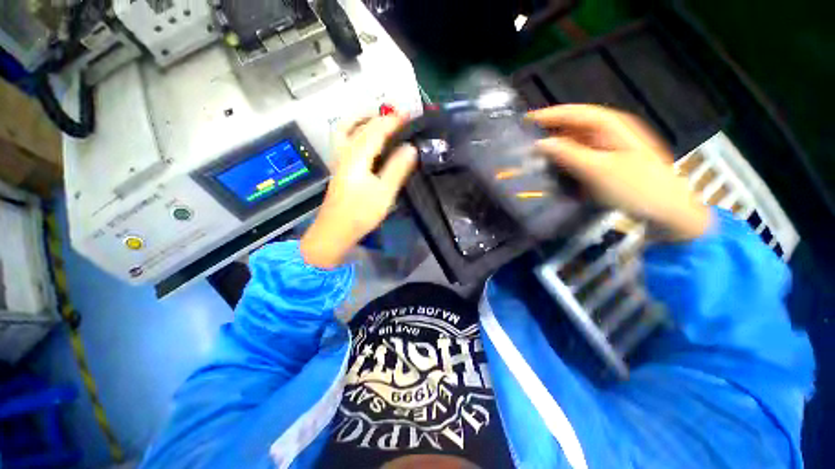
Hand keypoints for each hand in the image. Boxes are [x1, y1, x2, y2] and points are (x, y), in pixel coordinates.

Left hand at [300, 115, 417, 268]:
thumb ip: (397, 169)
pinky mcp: (340, 169)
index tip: (409, 116)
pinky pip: (347, 140)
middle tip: (399, 119)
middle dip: (380, 118)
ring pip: (348, 130)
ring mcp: (340, 160)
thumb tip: (411, 148)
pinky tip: (368, 142)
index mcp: (357, 156)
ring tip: (381, 123)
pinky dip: (358, 132)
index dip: (393, 121)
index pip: (376, 130)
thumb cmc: (360, 213)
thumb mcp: (384, 193)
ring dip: (364, 121)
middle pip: (361, 126)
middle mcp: (345, 153)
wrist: (335, 231)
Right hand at [528, 104, 709, 240]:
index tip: (525, 120)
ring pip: (576, 141)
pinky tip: (553, 168)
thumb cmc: (635, 188)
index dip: (550, 114)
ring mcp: (610, 148)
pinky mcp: (608, 163)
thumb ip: (568, 154)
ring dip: (556, 147)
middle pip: (575, 125)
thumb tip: (540, 143)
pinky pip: (580, 156)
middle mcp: (611, 132)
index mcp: (612, 126)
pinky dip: (565, 160)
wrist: (667, 211)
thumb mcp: (598, 170)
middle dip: (550, 131)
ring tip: (533, 154)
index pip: (576, 113)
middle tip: (525, 140)